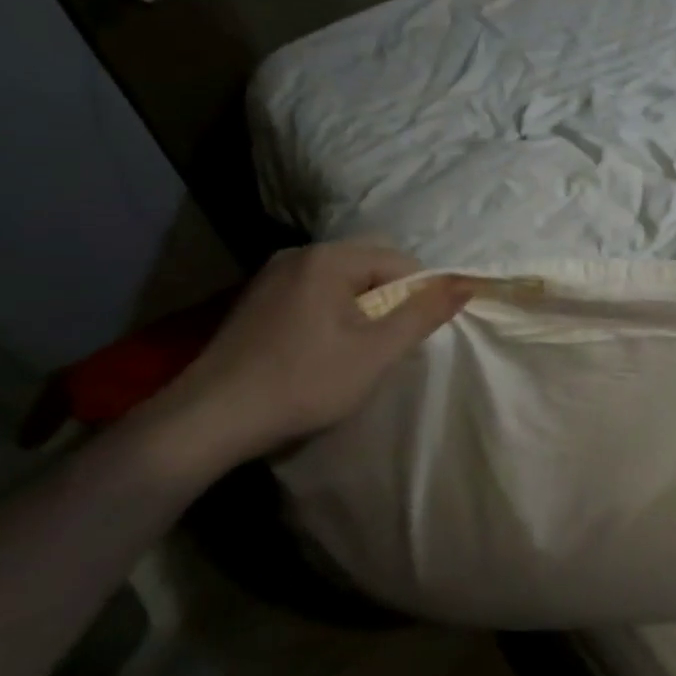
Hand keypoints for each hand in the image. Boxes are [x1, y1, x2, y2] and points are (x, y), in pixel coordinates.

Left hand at [140, 241, 472, 475]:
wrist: (209, 420)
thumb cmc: (303, 383)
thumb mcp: (377, 352)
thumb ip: (424, 314)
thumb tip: (466, 283)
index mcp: (329, 259)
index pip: (400, 262)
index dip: (416, 297)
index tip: (406, 338)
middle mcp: (299, 255)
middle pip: (370, 267)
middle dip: (388, 301)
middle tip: (382, 346)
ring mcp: (271, 276)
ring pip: (342, 282)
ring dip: (360, 310)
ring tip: (353, 352)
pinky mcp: (256, 301)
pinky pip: (314, 294)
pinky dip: (332, 314)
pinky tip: (320, 351)